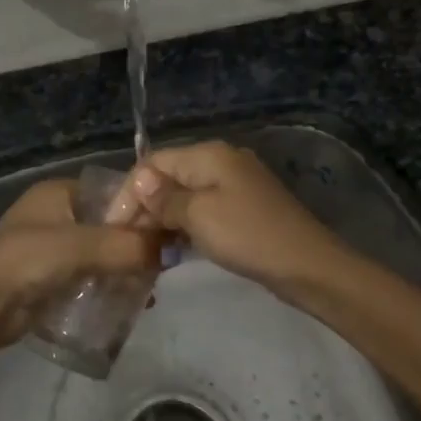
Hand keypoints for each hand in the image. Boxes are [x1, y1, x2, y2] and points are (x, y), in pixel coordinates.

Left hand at [0, 178, 161, 355]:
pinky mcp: (52, 278)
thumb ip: (127, 245)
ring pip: (103, 253)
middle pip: (110, 224)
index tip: (171, 230)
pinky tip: (133, 304)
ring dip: (126, 268)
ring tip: (154, 288)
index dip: (142, 208)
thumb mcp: (80, 246)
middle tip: (167, 264)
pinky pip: (91, 277)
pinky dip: (110, 287)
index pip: (112, 191)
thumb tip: (172, 250)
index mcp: (59, 192)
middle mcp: (57, 214)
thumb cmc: (26, 262)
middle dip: (137, 243)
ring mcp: (53, 248)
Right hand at [126, 141, 348, 299]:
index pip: (153, 162)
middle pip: (168, 177)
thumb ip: (164, 199)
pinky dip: (184, 226)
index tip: (113, 226)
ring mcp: (234, 186)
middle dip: (144, 206)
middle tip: (126, 241)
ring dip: (162, 219)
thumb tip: (140, 183)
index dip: (130, 191)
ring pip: (184, 196)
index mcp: (208, 154)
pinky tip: (171, 248)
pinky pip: (202, 211)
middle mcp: (220, 162)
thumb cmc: (247, 235)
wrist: (307, 266)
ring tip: (143, 248)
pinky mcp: (242, 210)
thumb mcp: (198, 216)